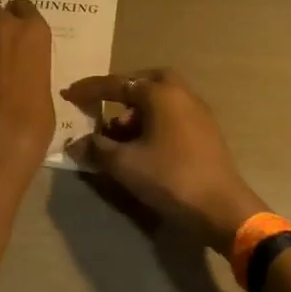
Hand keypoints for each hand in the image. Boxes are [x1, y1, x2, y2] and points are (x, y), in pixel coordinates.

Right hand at [62, 68, 265, 251]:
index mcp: (160, 92)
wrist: (222, 209)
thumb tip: (76, 144)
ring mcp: (197, 111)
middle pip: (143, 83)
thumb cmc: (171, 177)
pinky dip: (153, 121)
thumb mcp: (125, 165)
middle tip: (102, 107)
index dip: (89, 90)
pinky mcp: (205, 130)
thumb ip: (97, 149)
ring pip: (159, 99)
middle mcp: (180, 93)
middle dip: (120, 93)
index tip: (68, 94)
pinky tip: (142, 146)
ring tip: (117, 136)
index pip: (116, 84)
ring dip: (136, 111)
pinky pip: (172, 114)